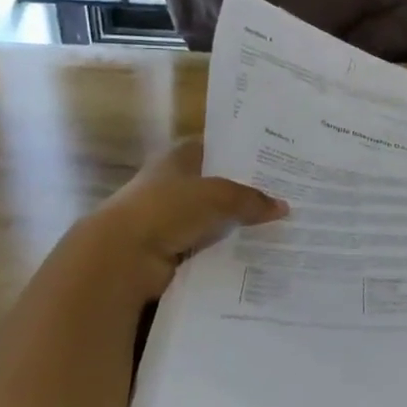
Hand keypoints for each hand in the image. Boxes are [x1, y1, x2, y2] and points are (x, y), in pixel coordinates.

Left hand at [79, 139, 287, 298]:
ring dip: (236, 226)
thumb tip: (283, 207)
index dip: (236, 152)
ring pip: (212, 220)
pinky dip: (225, 253)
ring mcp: (167, 221)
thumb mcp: (218, 195)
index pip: (210, 148)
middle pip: (214, 186)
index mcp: (175, 160)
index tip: (268, 162)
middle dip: (243, 193)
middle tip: (283, 198)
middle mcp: (169, 186)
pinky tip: (254, 254)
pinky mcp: (169, 252)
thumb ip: (251, 199)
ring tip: (276, 229)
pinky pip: (206, 249)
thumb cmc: (166, 209)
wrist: (123, 258)